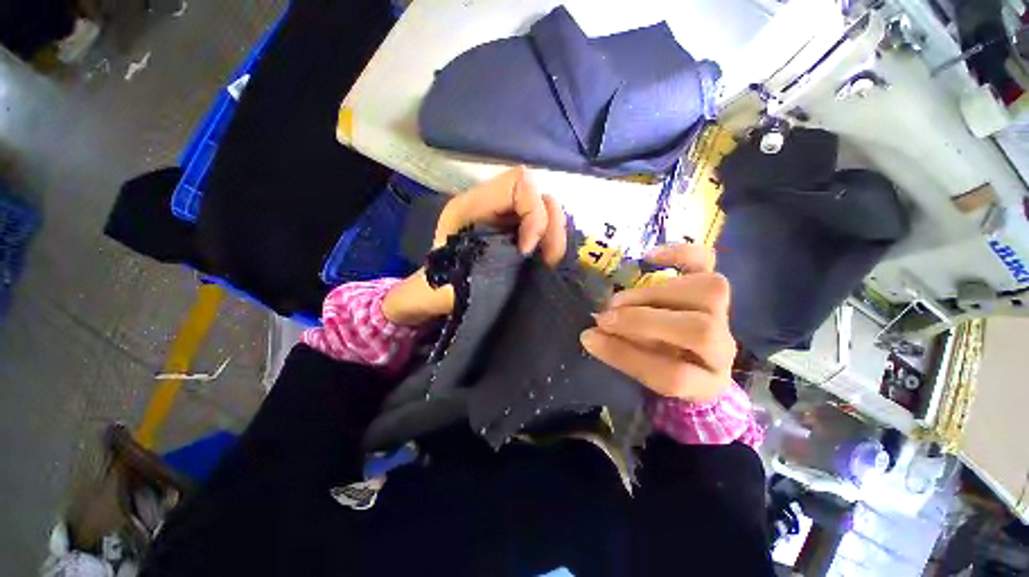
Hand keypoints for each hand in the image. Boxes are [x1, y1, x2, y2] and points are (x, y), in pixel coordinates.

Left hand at [383, 167, 566, 325]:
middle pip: (540, 196)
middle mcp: (494, 205)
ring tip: (548, 265)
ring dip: (555, 239)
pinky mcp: (519, 232)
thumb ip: (484, 271)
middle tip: (547, 261)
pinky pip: (548, 229)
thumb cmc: (440, 287)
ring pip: (549, 212)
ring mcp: (509, 218)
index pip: (518, 183)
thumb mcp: (453, 284)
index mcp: (471, 207)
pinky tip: (547, 264)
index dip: (533, 213)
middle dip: (551, 229)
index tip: (527, 251)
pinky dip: (553, 245)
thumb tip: (526, 258)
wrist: (440, 292)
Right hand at [581, 244, 735, 401]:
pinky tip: (649, 257)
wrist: (693, 359)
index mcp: (705, 383)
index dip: (626, 355)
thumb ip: (621, 356)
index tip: (591, 338)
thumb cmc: (663, 369)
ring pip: (709, 292)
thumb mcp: (643, 375)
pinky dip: (679, 253)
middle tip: (604, 317)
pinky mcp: (711, 287)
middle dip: (643, 321)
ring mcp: (722, 314)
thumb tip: (590, 335)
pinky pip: (707, 261)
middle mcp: (722, 348)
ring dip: (654, 293)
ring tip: (620, 300)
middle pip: (700, 330)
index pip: (674, 375)